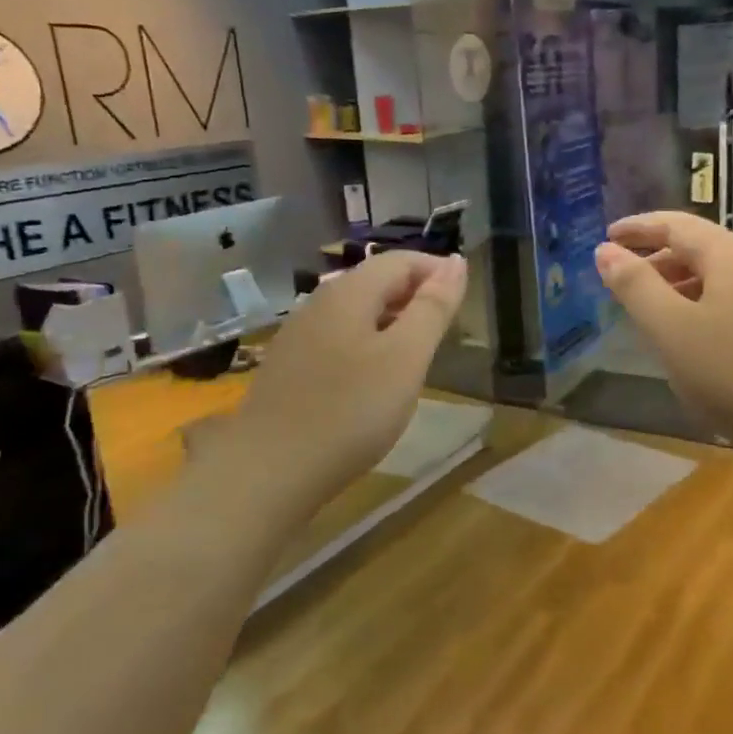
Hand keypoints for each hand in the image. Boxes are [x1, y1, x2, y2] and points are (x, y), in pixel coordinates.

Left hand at [213, 250, 467, 511]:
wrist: (267, 473)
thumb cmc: (350, 412)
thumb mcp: (406, 358)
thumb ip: (433, 307)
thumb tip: (456, 262)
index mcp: (349, 293)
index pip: (400, 260)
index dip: (437, 271)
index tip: (465, 303)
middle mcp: (319, 304)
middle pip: (376, 282)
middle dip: (417, 296)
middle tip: (447, 332)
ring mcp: (299, 337)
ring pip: (357, 312)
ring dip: (394, 322)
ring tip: (419, 356)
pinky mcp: (289, 369)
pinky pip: (339, 339)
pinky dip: (369, 345)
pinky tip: (375, 381)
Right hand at [595, 212, 732, 447]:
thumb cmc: (726, 371)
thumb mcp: (669, 326)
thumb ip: (634, 284)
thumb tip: (605, 250)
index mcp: (730, 255)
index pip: (676, 224)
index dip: (637, 228)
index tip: (606, 236)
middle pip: (696, 245)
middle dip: (654, 255)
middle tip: (618, 274)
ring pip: (711, 273)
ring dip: (673, 280)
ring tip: (642, 303)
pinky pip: (725, 297)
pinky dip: (694, 300)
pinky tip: (680, 329)